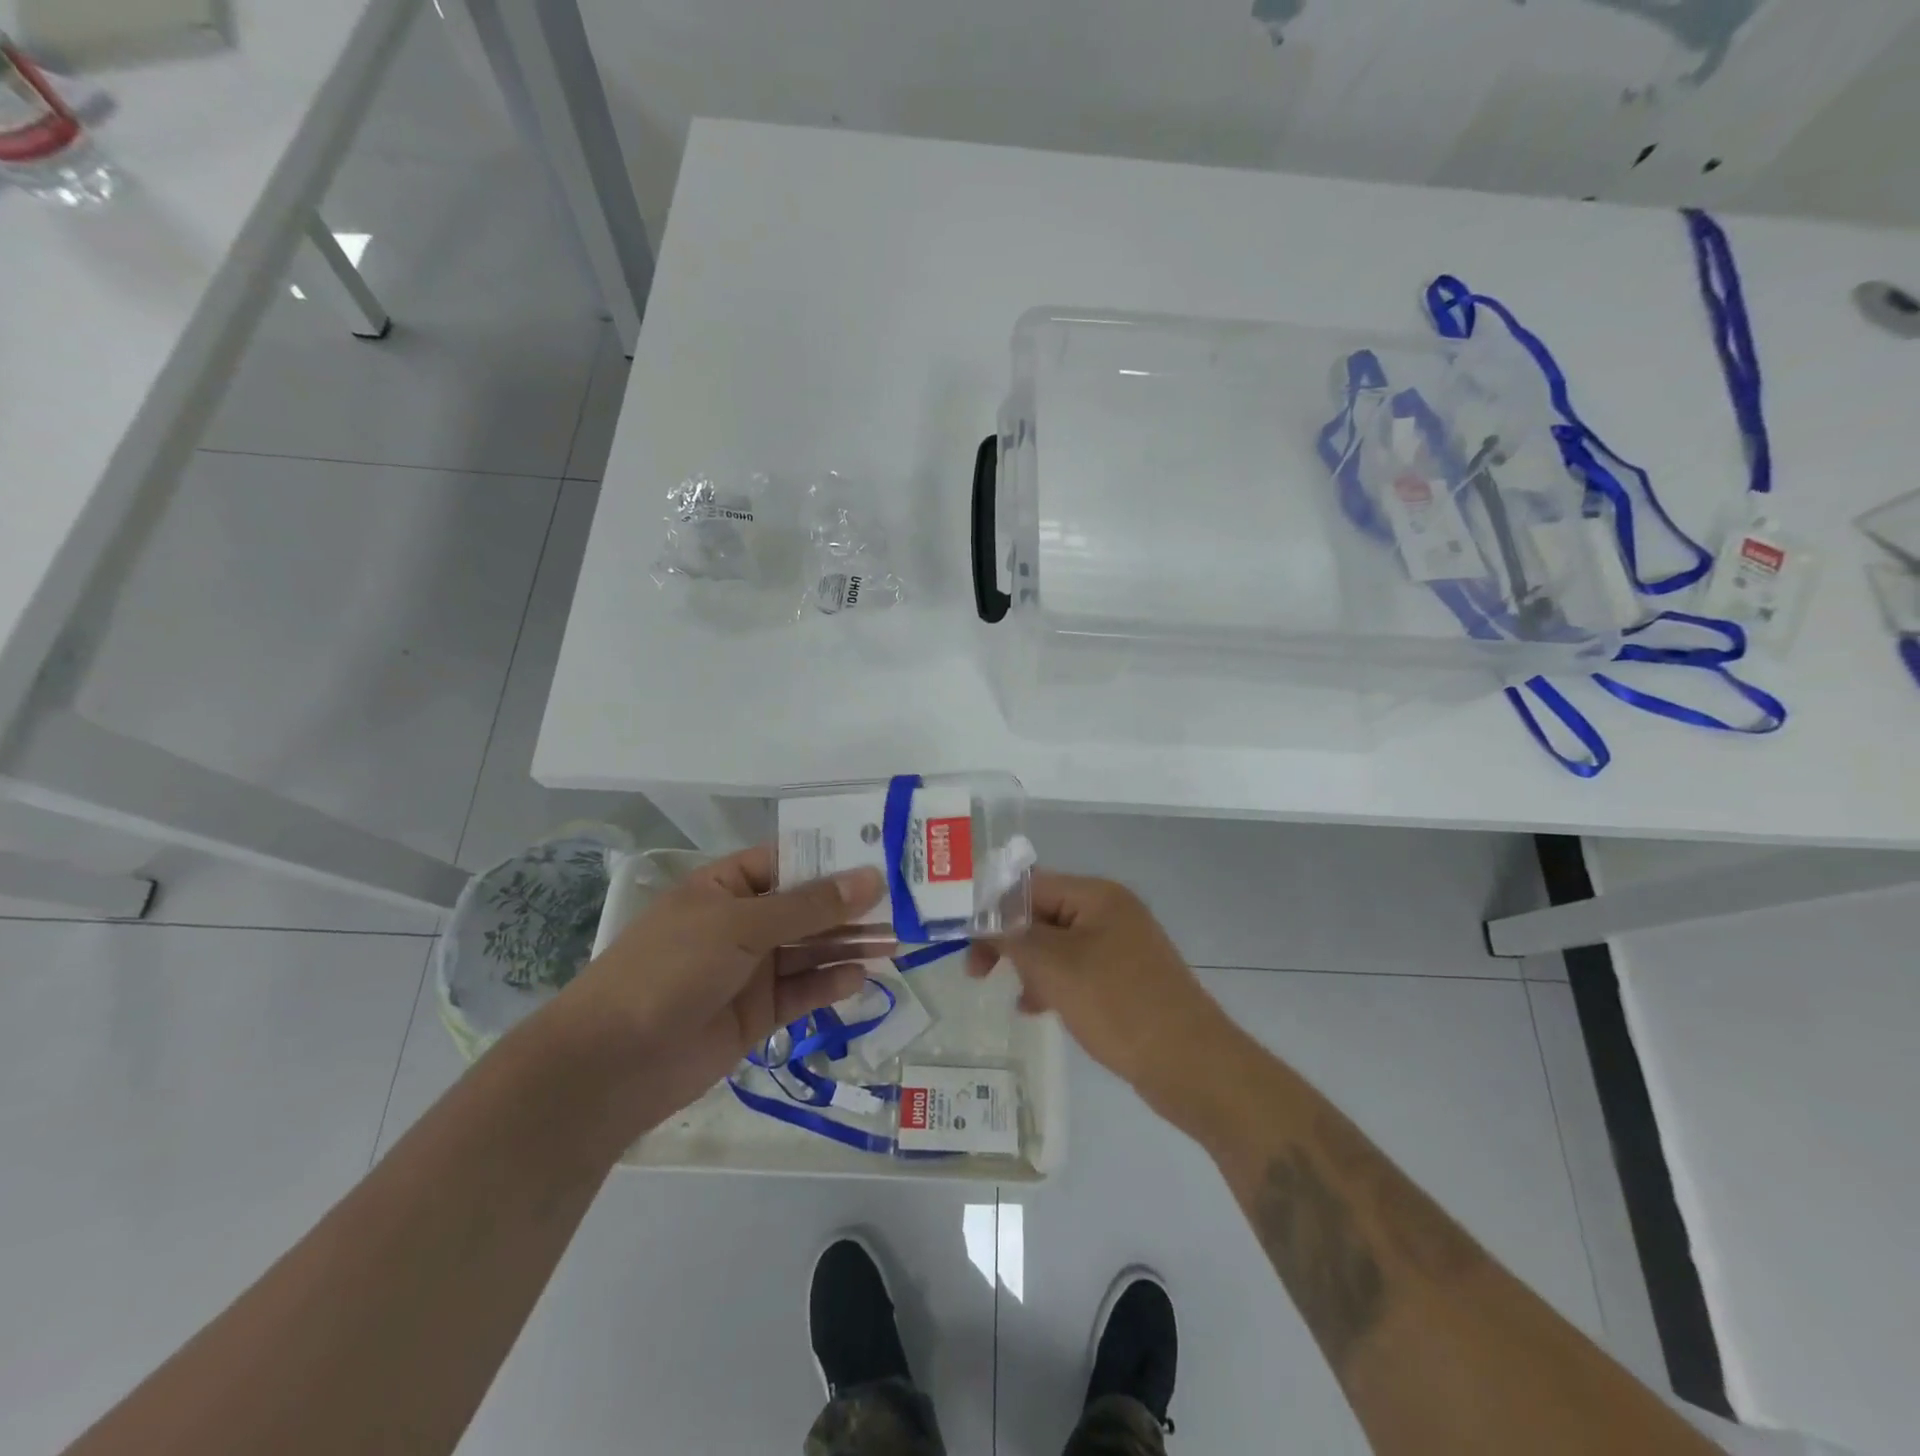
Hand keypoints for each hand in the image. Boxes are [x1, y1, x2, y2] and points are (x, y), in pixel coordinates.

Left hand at [559, 845, 883, 1129]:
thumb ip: (809, 906)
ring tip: (896, 940)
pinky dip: (831, 984)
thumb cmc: (671, 969)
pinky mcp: (758, 1013)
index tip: (884, 855)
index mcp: (727, 887)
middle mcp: (742, 923)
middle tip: (905, 903)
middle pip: (807, 907)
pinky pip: (803, 991)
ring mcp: (750, 969)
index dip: (834, 858)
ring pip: (811, 950)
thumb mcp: (741, 925)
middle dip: (851, 906)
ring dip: (850, 944)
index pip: (790, 861)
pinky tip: (861, 977)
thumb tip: (871, 877)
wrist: (612, 1065)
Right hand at [970, 871, 1228, 1096]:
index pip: (1030, 886)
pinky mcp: (1126, 978)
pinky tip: (1037, 1009)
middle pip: (1043, 913)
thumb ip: (1013, 937)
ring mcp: (1121, 946)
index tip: (964, 940)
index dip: (993, 908)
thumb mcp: (1055, 966)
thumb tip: (983, 919)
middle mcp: (1110, 911)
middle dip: (1010, 940)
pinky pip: (1077, 970)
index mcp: (1097, 896)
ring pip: (1057, 944)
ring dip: (1030, 965)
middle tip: (977, 972)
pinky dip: (1053, 983)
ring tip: (1015, 997)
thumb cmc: (1118, 1004)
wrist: (1191, 1064)